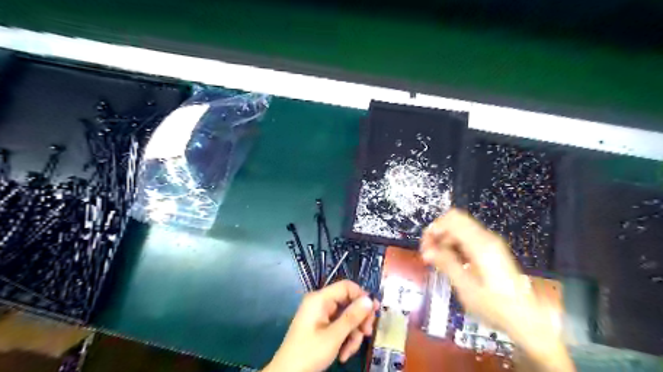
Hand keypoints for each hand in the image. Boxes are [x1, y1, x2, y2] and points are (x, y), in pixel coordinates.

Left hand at [264, 279, 377, 371]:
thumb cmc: (309, 353)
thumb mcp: (334, 336)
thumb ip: (352, 317)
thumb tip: (370, 299)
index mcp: (320, 299)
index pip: (346, 286)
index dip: (361, 296)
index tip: (373, 312)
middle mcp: (320, 303)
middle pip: (348, 303)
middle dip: (358, 320)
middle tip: (367, 334)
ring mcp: (321, 315)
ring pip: (346, 317)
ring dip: (352, 334)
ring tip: (350, 351)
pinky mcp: (321, 326)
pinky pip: (339, 326)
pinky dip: (344, 339)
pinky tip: (343, 354)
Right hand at [421, 207, 573, 369]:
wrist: (525, 318)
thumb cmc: (494, 305)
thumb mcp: (466, 287)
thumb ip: (446, 264)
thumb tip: (427, 250)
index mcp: (480, 245)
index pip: (451, 220)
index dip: (434, 228)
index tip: (425, 247)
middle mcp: (486, 238)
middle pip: (455, 220)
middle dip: (438, 232)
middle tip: (428, 252)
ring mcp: (490, 243)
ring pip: (460, 228)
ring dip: (445, 239)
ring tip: (436, 259)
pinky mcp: (491, 250)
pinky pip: (467, 238)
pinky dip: (454, 244)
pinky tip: (450, 261)